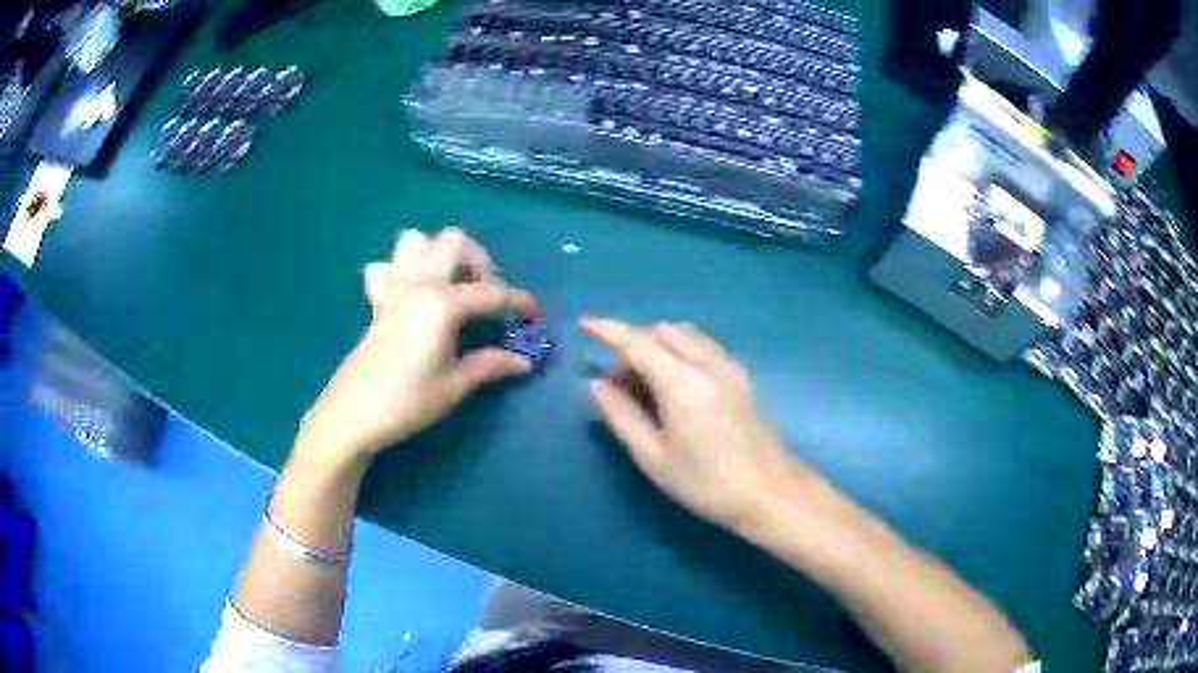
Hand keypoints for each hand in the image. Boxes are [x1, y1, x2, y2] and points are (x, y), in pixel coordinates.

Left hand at [297, 228, 535, 463]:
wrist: (353, 413)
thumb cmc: (407, 401)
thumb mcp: (454, 386)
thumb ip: (490, 366)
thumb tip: (523, 362)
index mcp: (442, 303)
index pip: (491, 292)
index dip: (518, 300)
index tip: (534, 313)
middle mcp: (418, 284)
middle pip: (454, 242)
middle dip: (478, 260)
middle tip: (486, 293)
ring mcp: (393, 289)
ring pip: (415, 241)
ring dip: (438, 254)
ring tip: (451, 285)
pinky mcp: (376, 302)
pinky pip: (384, 268)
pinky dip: (399, 272)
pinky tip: (411, 296)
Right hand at [580, 318, 800, 530]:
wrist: (767, 492)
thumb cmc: (705, 482)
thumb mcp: (653, 457)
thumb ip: (621, 416)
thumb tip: (596, 385)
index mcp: (680, 382)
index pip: (636, 342)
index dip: (607, 330)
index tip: (583, 323)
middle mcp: (705, 363)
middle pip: (661, 332)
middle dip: (631, 344)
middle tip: (615, 382)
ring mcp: (727, 366)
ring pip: (684, 334)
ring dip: (656, 344)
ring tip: (642, 381)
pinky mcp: (740, 375)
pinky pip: (703, 345)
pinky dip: (680, 348)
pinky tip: (674, 380)